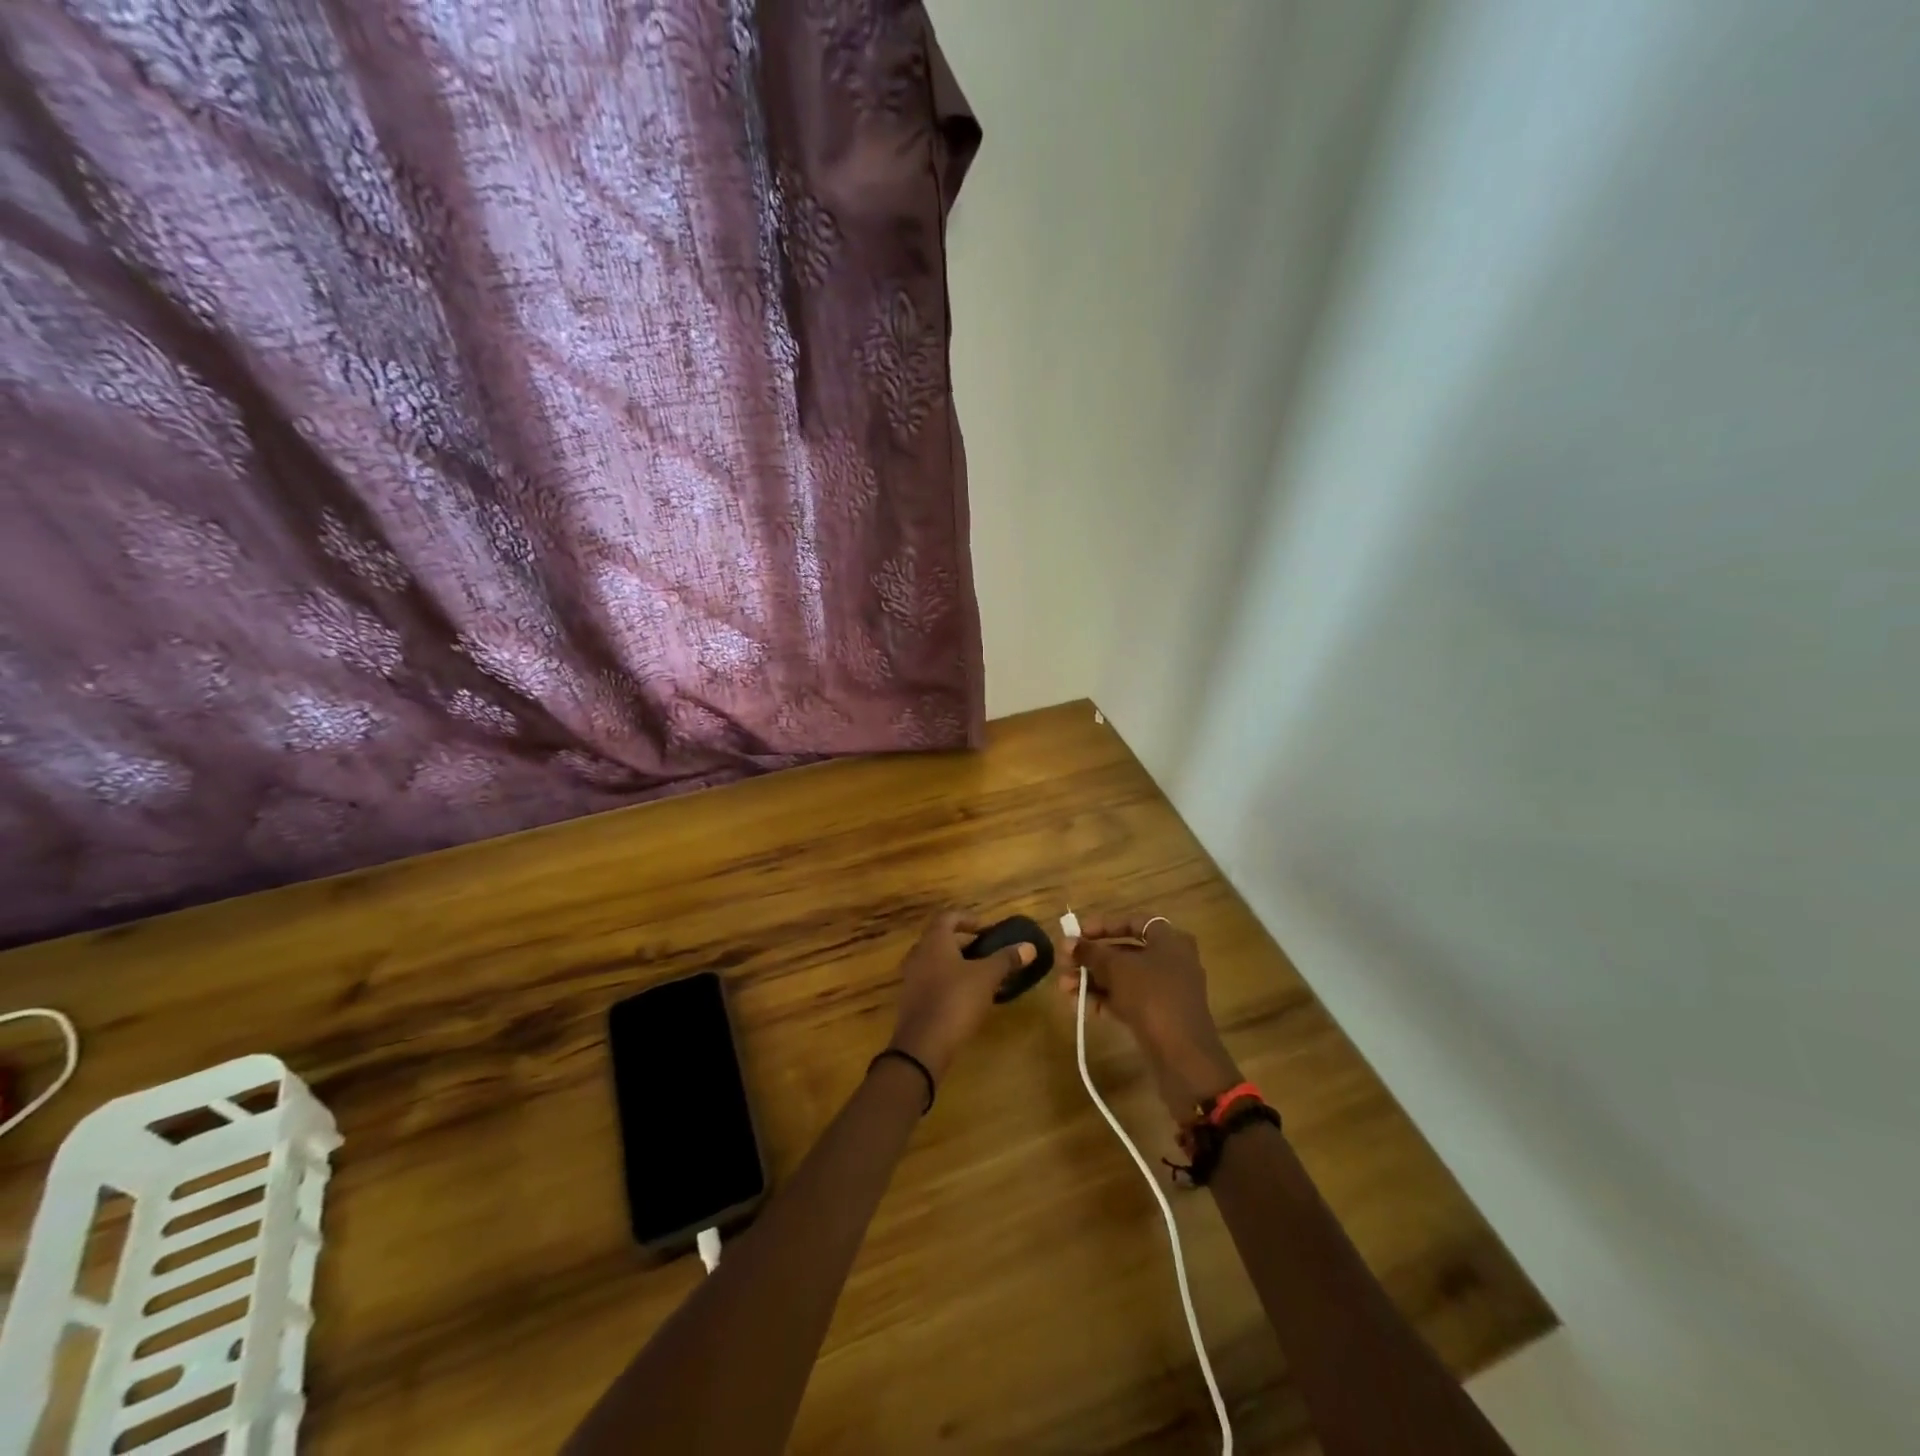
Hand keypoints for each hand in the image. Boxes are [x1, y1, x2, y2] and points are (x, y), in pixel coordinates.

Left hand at [888, 910, 1035, 1082]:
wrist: (923, 1045)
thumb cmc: (956, 1000)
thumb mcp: (987, 977)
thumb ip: (1006, 959)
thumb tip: (1029, 946)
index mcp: (934, 941)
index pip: (948, 917)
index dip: (968, 918)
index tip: (986, 929)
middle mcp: (918, 954)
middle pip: (941, 939)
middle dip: (964, 943)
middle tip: (987, 952)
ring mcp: (911, 978)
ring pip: (936, 961)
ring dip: (957, 964)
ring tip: (981, 975)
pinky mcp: (912, 1000)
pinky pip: (932, 981)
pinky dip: (949, 982)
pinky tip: (967, 997)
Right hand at [1065, 914, 1240, 1117]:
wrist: (1183, 1057)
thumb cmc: (1152, 997)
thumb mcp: (1117, 969)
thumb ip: (1091, 952)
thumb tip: (1069, 942)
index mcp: (1170, 941)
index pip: (1133, 922)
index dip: (1104, 925)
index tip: (1078, 934)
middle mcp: (1171, 961)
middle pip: (1124, 951)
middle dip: (1091, 958)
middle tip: (1064, 964)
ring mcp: (1165, 991)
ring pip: (1123, 978)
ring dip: (1092, 980)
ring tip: (1063, 988)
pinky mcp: (1159, 1016)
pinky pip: (1127, 1000)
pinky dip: (1104, 999)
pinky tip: (1078, 1005)